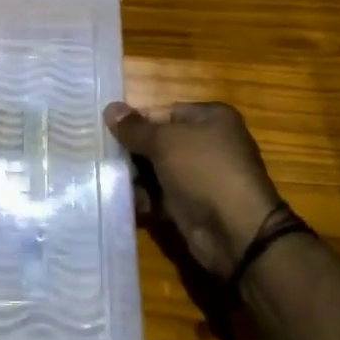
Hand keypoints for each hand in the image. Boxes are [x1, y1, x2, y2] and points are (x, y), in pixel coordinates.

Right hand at [104, 101, 281, 278]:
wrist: (235, 231)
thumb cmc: (203, 171)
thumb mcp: (165, 141)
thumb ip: (135, 128)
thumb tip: (110, 108)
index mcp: (211, 118)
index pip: (165, 112)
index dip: (136, 121)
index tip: (107, 131)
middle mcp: (208, 143)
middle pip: (159, 142)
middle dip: (132, 151)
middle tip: (103, 157)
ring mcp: (201, 176)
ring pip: (158, 170)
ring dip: (135, 177)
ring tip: (111, 181)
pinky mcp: (193, 205)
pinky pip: (162, 196)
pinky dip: (146, 199)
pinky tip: (128, 202)